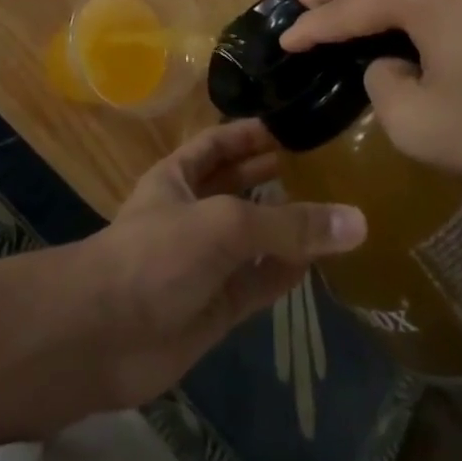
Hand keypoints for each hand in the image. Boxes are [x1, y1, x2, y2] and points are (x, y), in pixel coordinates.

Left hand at [67, 119, 365, 409]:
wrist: (104, 336)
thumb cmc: (156, 253)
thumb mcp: (223, 224)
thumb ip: (288, 224)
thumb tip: (356, 220)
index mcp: (178, 176)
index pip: (218, 143)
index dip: (249, 133)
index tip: (291, 124)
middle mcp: (192, 212)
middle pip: (237, 187)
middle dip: (271, 176)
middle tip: (322, 164)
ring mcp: (203, 262)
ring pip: (252, 238)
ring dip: (285, 227)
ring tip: (331, 209)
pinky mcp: (215, 308)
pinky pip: (257, 285)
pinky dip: (284, 274)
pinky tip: (316, 263)